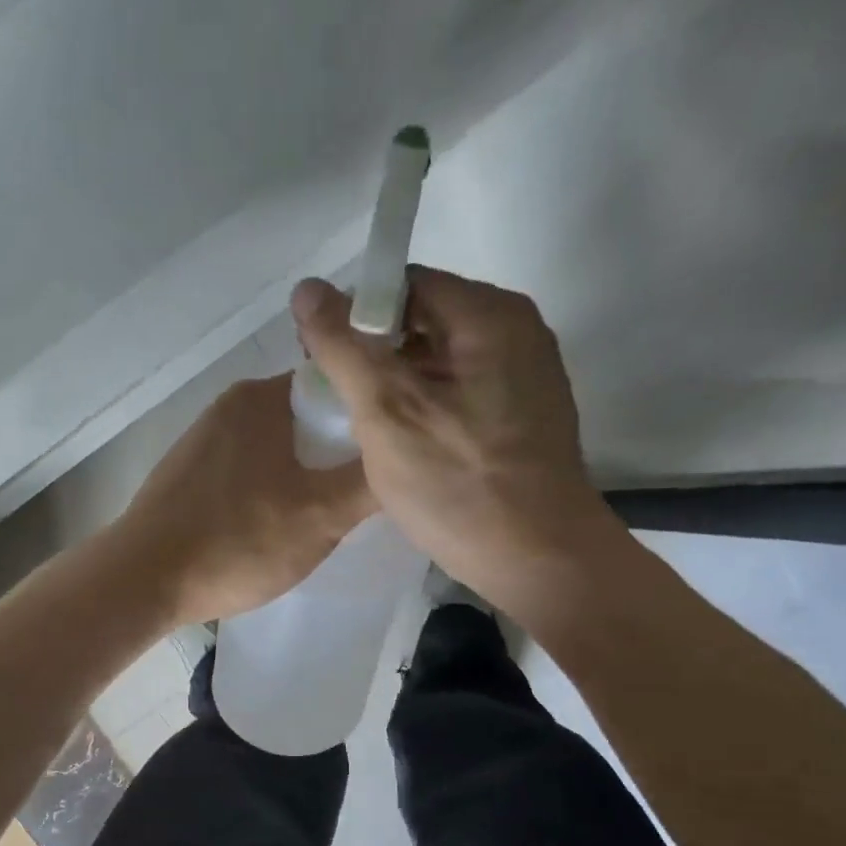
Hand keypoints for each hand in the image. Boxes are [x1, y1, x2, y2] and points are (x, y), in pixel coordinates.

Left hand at [111, 374, 374, 627]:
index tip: (389, 457)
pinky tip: (274, 527)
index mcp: (262, 397)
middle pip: (308, 419)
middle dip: (337, 454)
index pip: (337, 387)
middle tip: (360, 496)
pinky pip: (247, 470)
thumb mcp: (322, 515)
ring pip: (277, 448)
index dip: (369, 420)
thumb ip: (370, 482)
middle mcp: (231, 406)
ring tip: (323, 517)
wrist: (142, 580)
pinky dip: (269, 490)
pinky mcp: (188, 473)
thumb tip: (405, 454)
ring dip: (304, 476)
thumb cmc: (238, 540)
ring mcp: (204, 439)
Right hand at [293, 266, 613, 620]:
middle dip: (373, 351)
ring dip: (396, 381)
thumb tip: (306, 288)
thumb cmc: (458, 484)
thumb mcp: (387, 411)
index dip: (354, 313)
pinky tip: (402, 441)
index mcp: (489, 315)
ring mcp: (523, 374)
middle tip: (338, 396)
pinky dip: (424, 404)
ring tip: (364, 424)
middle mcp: (515, 331)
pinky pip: (459, 389)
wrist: (538, 561)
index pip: (404, 283)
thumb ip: (343, 346)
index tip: (323, 358)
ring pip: (438, 358)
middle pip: (423, 317)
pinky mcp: (521, 413)